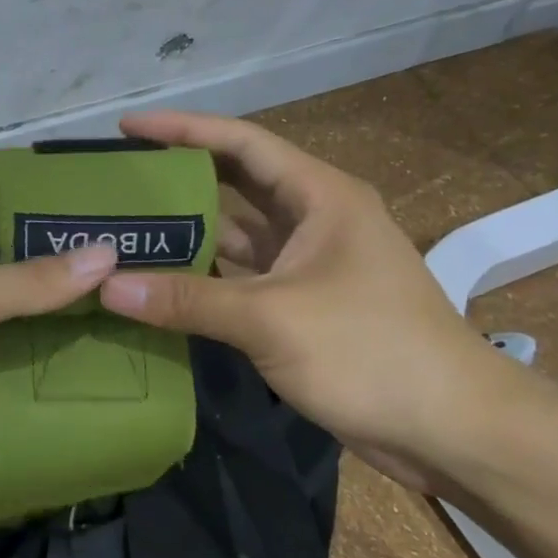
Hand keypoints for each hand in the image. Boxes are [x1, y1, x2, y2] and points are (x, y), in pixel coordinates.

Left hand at [0, 183, 116, 525]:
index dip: (23, 190)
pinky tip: (103, 359)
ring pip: (13, 320)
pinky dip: (47, 369)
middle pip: (3, 262)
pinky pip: (11, 374)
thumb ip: (25, 281)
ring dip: (58, 314)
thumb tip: (105, 254)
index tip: (87, 186)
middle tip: (130, 246)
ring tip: (131, 297)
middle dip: (55, 256)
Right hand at [97, 111, 516, 490]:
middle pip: (233, 184)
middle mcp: (312, 220)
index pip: (240, 142)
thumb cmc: (371, 351)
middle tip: (115, 182)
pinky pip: (238, 278)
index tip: (125, 128)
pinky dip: (200, 279)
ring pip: (234, 235)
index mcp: (320, 196)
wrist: (451, 428)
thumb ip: (186, 300)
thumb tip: (106, 286)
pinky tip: (156, 284)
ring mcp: (306, 265)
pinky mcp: (300, 306)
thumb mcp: (271, 319)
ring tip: (123, 230)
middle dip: (176, 179)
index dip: (181, 129)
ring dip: (185, 233)